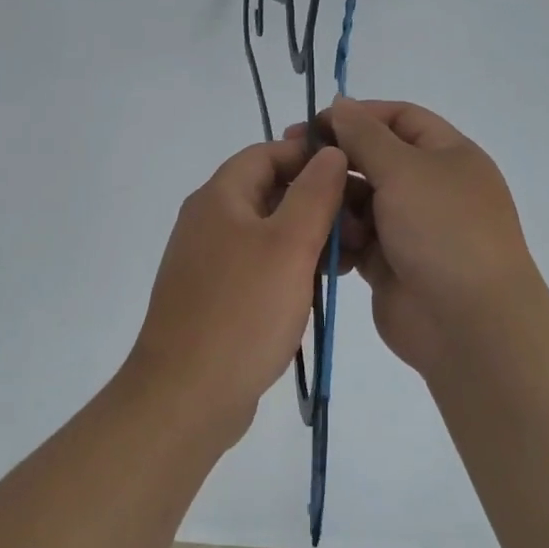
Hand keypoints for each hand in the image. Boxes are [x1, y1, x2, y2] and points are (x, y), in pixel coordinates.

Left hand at [126, 136, 350, 441]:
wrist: (187, 395)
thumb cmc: (242, 312)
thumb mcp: (289, 245)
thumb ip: (314, 194)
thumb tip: (330, 153)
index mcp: (218, 198)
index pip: (267, 153)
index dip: (310, 156)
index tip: (354, 175)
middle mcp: (208, 222)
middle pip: (269, 192)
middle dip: (317, 201)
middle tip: (361, 224)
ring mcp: (209, 262)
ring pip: (268, 232)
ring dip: (308, 238)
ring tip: (349, 259)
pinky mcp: (216, 297)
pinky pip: (259, 266)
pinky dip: (290, 268)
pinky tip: (319, 289)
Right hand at [305, 97, 547, 377]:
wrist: (468, 324)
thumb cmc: (442, 231)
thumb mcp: (405, 169)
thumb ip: (365, 135)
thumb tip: (341, 104)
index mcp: (448, 155)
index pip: (400, 118)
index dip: (358, 115)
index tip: (313, 124)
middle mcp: (430, 187)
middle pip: (374, 160)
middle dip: (337, 161)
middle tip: (291, 163)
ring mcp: (410, 228)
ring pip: (360, 202)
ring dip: (336, 204)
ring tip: (315, 213)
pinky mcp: (389, 264)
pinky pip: (355, 240)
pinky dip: (338, 239)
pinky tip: (322, 244)